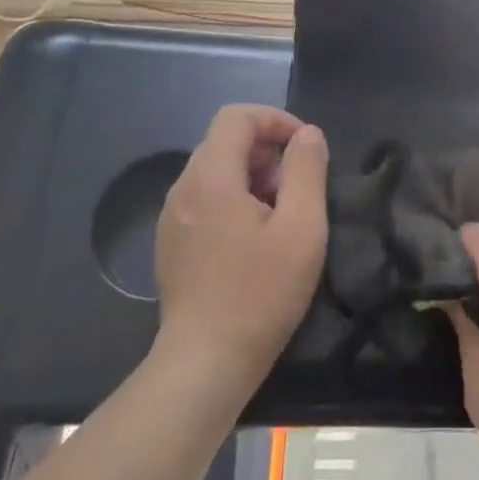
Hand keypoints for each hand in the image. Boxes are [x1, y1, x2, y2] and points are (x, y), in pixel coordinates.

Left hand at [156, 105, 328, 384]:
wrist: (205, 363)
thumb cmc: (260, 293)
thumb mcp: (302, 228)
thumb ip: (306, 170)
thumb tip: (308, 134)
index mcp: (210, 178)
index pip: (237, 116)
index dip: (276, 120)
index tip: (306, 149)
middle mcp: (183, 189)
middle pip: (225, 142)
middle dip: (267, 152)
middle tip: (298, 189)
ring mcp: (171, 218)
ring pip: (215, 171)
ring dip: (252, 177)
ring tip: (281, 216)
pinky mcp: (171, 243)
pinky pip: (204, 199)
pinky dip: (234, 200)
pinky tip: (254, 240)